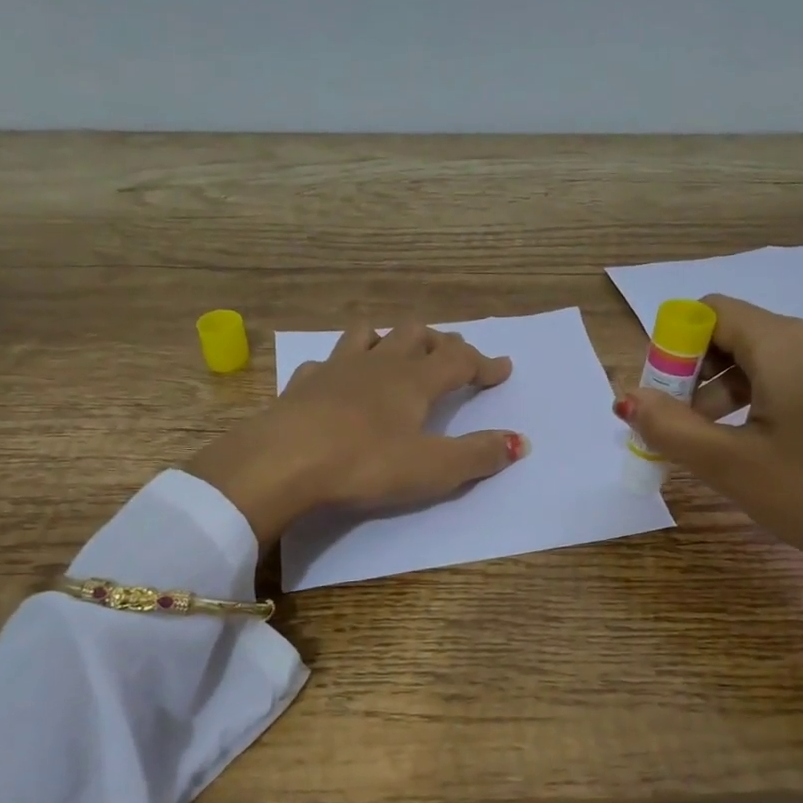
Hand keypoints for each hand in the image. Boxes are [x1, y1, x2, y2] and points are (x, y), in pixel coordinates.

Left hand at [188, 324, 526, 545]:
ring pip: (370, 333)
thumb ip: (478, 455)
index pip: (460, 359)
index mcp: (414, 380)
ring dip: (391, 338)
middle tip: (453, 357)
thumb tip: (521, 442)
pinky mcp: (303, 384)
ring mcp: (337, 368)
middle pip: (417, 334)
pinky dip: (343, 364)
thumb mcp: (432, 468)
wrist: (282, 461)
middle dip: (441, 342)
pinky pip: (328, 360)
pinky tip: (340, 381)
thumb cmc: (364, 464)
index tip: (503, 369)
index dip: (485, 363)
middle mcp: (379, 364)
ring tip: (399, 353)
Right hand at [620, 294, 802, 673]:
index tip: (660, 396)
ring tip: (706, 442)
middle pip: (733, 333)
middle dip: (693, 373)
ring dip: (720, 390)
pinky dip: (753, 400)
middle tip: (675, 424)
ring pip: (759, 358)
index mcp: (785, 345)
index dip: (674, 346)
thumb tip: (626, 398)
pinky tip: (747, 444)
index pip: (711, 313)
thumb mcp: (729, 464)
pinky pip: (786, 378)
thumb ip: (670, 426)